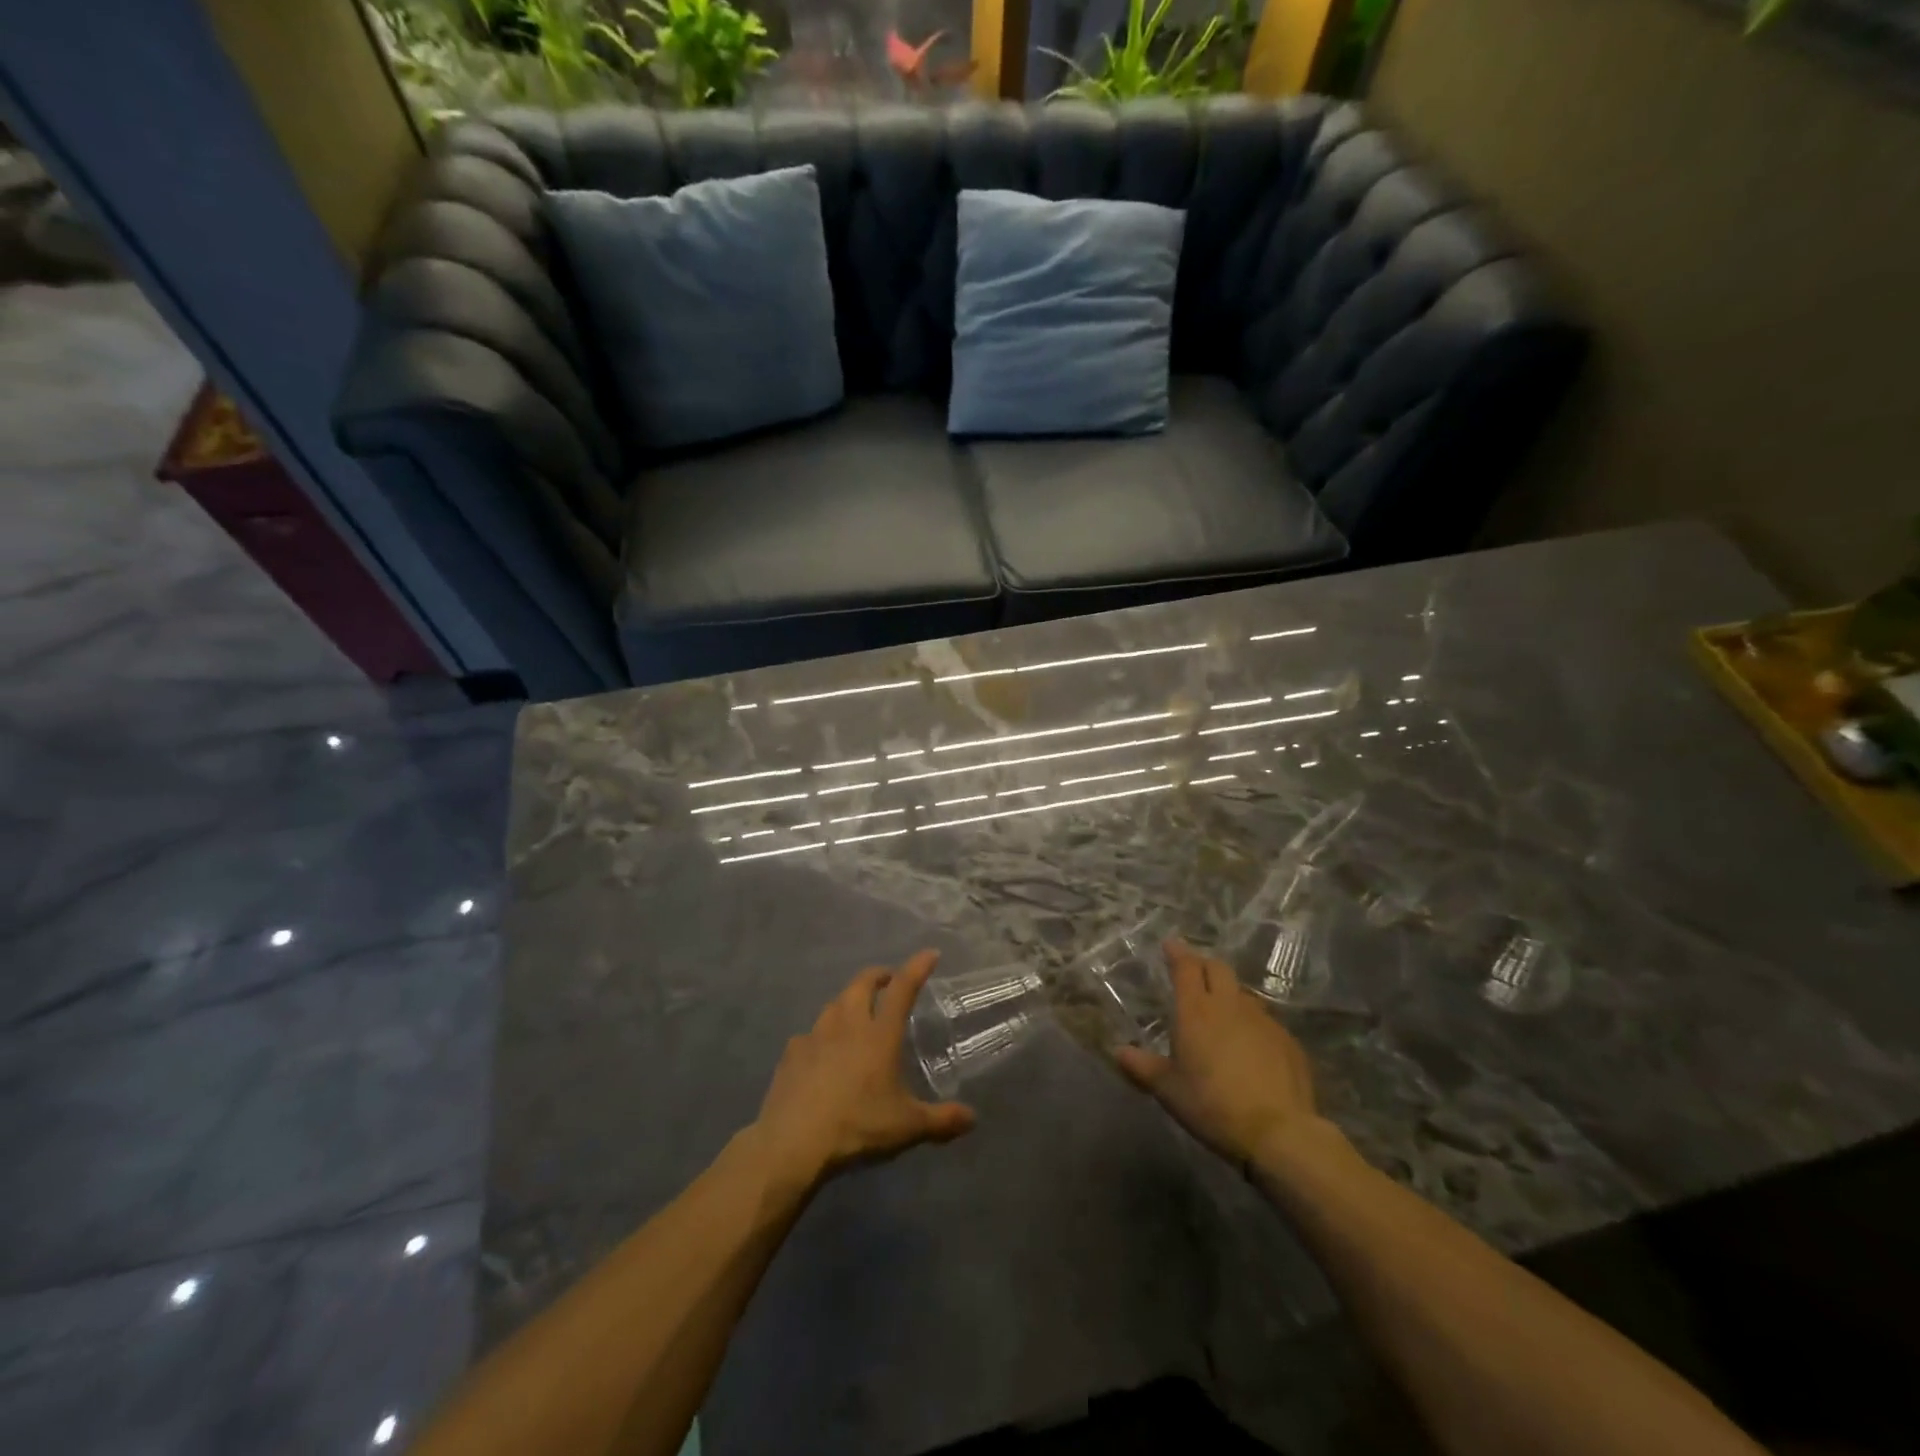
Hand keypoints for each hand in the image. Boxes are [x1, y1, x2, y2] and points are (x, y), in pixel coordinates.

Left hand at [752, 950, 975, 1188]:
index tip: (930, 954)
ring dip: (848, 1000)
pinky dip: (820, 1035)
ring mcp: (815, 1036)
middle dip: (878, 976)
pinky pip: (809, 1034)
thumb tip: (972, 1118)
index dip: (917, 968)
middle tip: (888, 981)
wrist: (792, 1142)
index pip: (902, 989)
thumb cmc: (857, 1126)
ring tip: (855, 1012)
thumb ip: (942, 1120)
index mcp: (879, 1035)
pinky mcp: (791, 1054)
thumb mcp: (907, 1127)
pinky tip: (821, 1051)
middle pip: (862, 984)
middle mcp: (847, 1025)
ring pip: (834, 1004)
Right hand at [1115, 939, 1321, 1168]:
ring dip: (1229, 993)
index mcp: (1196, 1010)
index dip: (1177, 952)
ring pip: (1242, 993)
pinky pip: (1265, 1020)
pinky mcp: (1287, 1041)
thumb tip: (1117, 1051)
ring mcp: (1263, 1021)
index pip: (1186, 967)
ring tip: (1221, 1010)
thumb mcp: (1168, 1090)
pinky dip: (1251, 1023)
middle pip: (1218, 968)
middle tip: (1194, 971)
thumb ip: (1142, 1067)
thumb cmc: (1211, 1105)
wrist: (1278, 1131)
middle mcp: (1229, 1005)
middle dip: (1203, 964)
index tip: (1170, 944)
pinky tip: (1250, 1045)